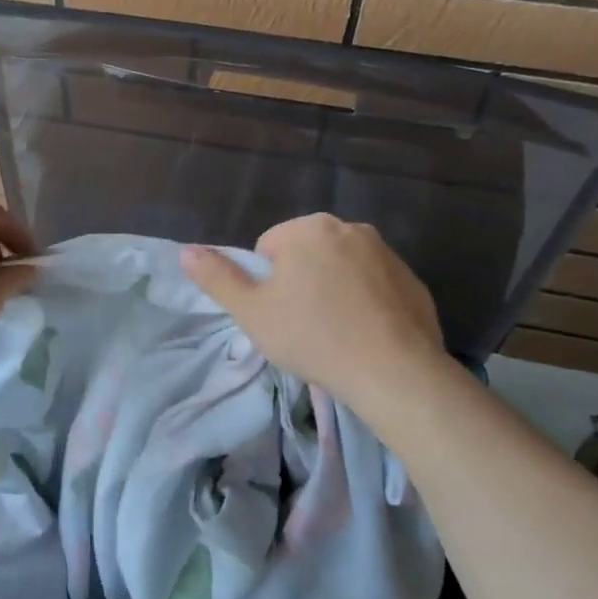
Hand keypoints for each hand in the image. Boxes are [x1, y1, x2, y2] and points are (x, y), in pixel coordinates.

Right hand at [181, 214, 446, 410]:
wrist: (393, 371)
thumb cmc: (312, 336)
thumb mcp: (251, 312)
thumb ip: (217, 277)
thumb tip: (186, 251)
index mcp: (308, 228)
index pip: (268, 248)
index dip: (266, 284)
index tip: (279, 315)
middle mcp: (349, 227)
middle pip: (306, 254)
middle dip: (300, 283)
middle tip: (302, 326)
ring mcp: (386, 252)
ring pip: (341, 269)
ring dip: (332, 291)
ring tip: (334, 334)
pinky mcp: (412, 279)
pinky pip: (374, 286)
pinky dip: (365, 303)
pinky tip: (365, 336)